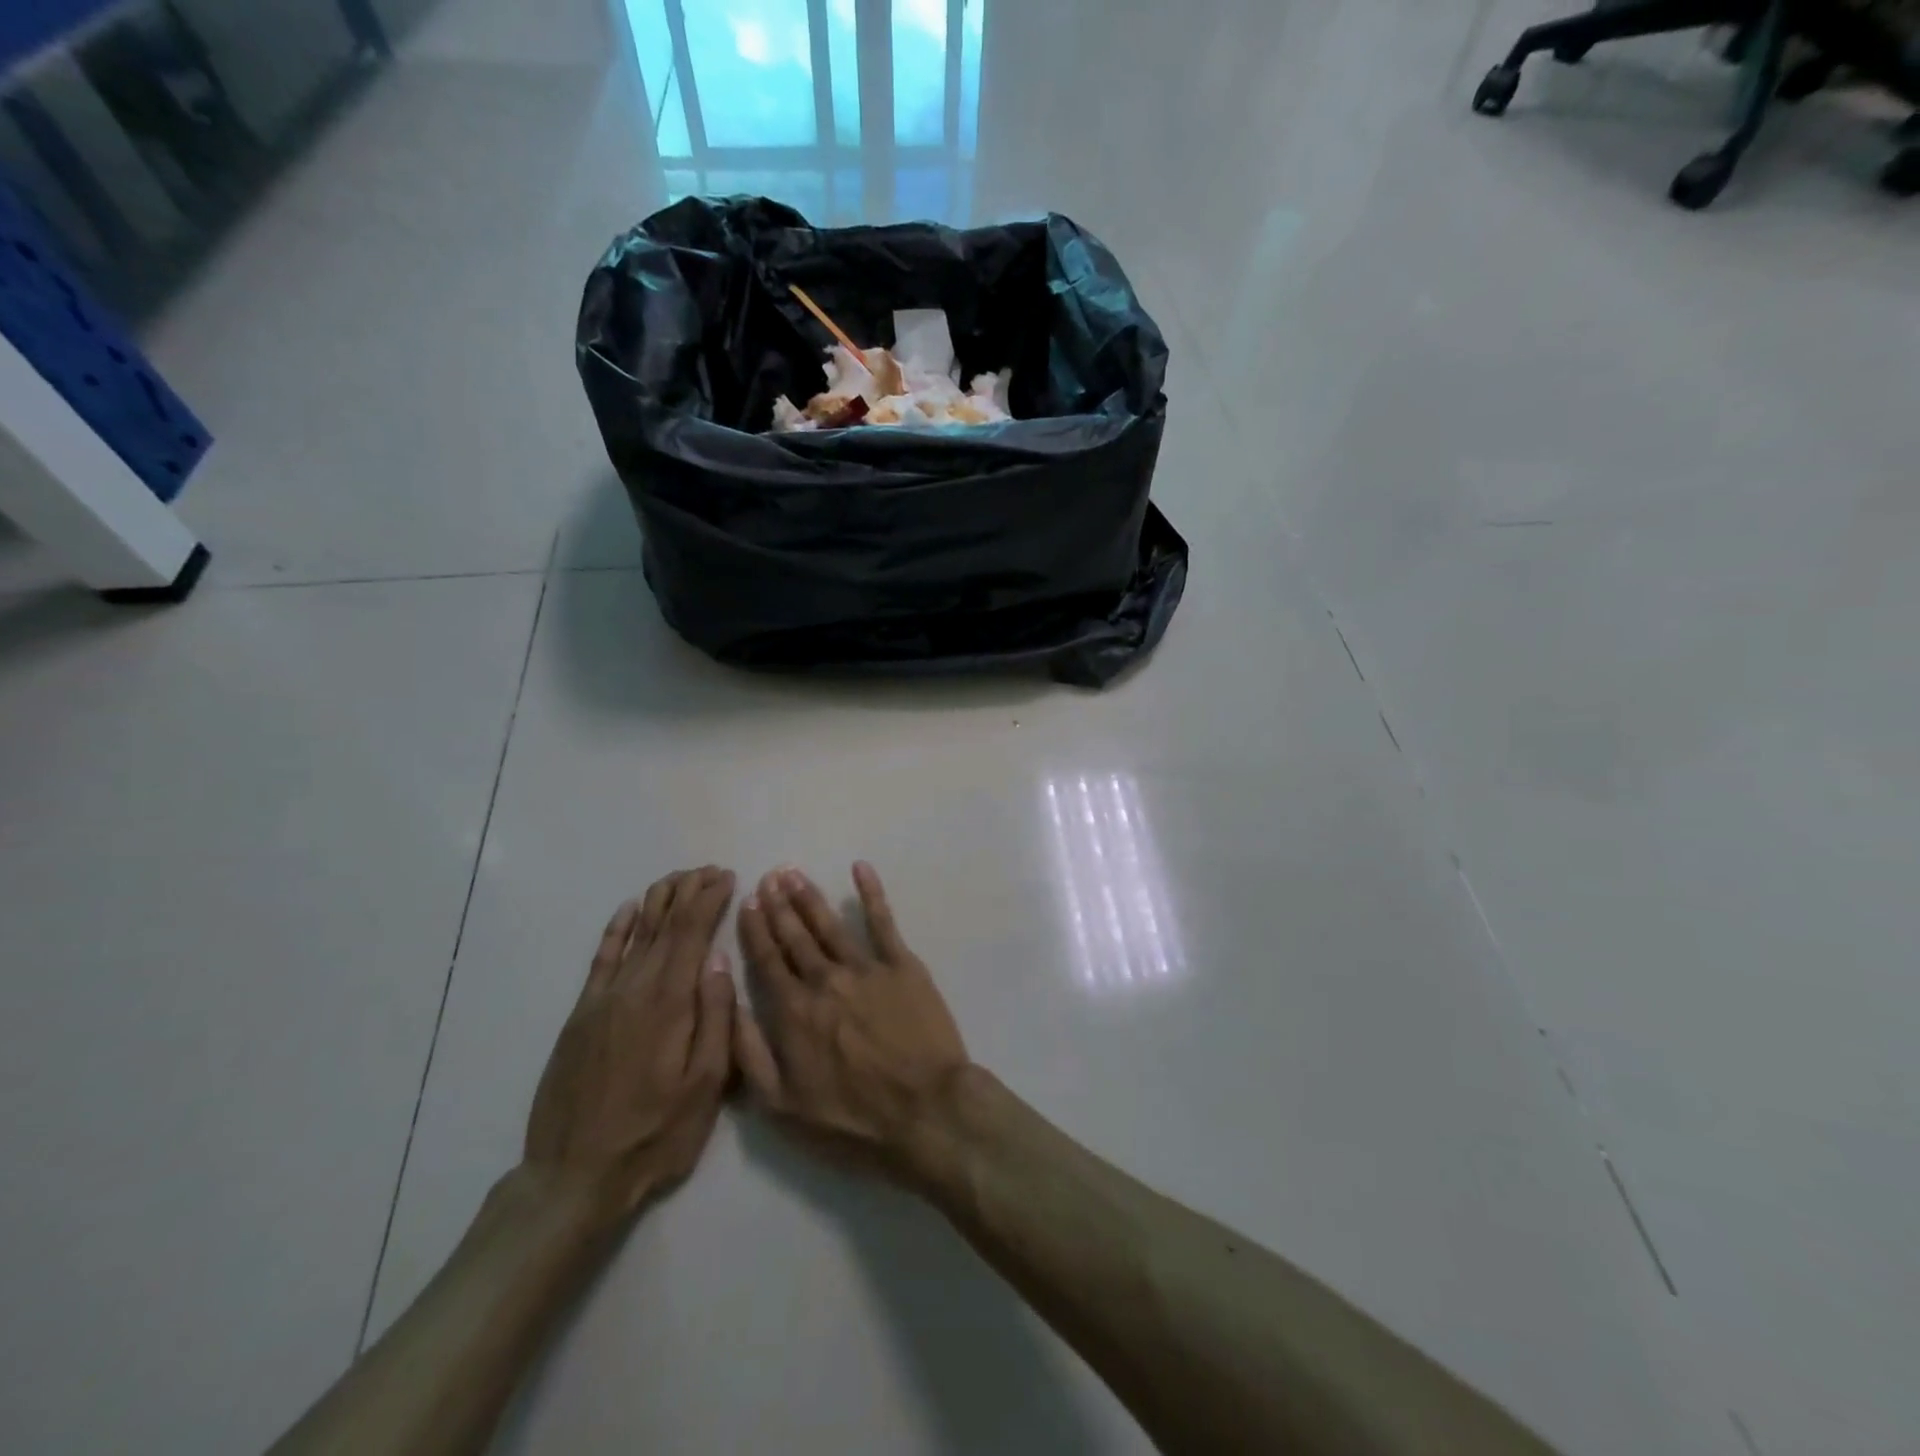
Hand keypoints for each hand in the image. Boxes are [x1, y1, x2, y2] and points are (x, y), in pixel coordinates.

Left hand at [523, 867, 736, 1222]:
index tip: (728, 876)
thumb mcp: (705, 1084)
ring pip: (635, 933)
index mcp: (670, 1001)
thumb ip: (716, 1017)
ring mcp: (603, 999)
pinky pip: (601, 959)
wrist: (574, 1176)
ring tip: (676, 878)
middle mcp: (635, 988)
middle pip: (664, 924)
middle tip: (709, 869)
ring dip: (658, 901)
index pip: (692, 932)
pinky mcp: (581, 1015)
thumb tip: (720, 959)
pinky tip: (627, 911)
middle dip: (688, 891)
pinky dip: (616, 930)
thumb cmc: (655, 1133)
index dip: (709, 899)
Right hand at [733, 863, 970, 1184]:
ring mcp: (866, 968)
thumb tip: (730, 1005)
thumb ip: (750, 1053)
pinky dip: (871, 893)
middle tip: (768, 876)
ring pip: (830, 924)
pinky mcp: (903, 965)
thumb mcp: (782, 1105)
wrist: (925, 1110)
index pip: (768, 960)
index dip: (756, 929)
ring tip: (794, 873)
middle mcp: (825, 980)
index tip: (748, 902)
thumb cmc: (853, 1118)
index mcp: (794, 1012)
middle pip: (796, 936)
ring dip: (810, 897)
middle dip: (779, 905)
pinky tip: (860, 868)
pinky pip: (884, 922)